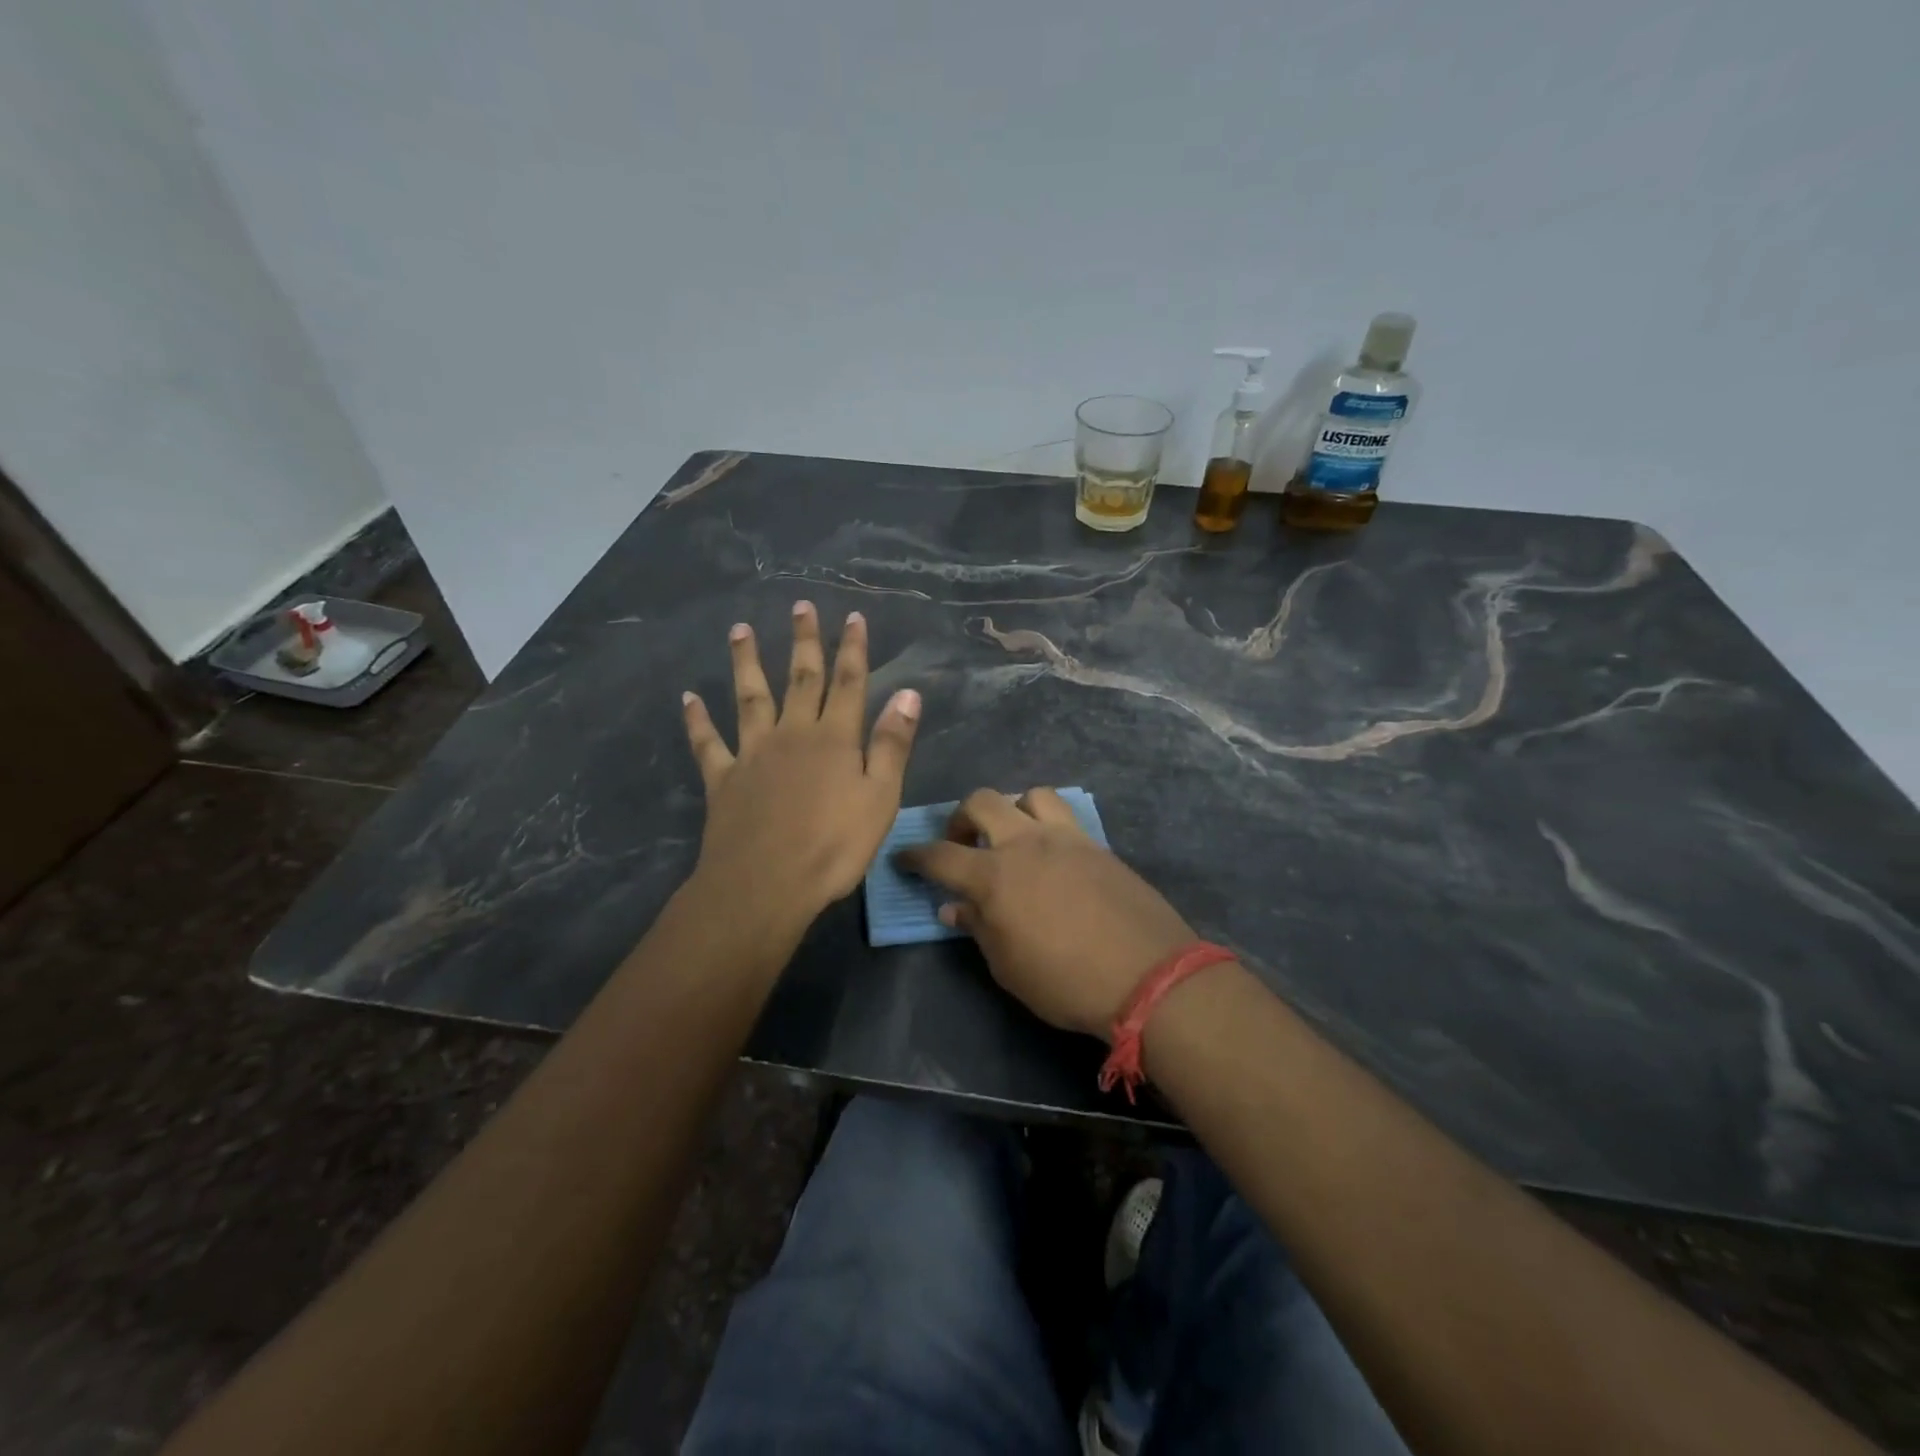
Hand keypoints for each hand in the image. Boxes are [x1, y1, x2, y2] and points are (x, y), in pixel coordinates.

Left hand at [681, 602, 920, 944]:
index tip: (853, 617)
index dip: (852, 649)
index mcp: (834, 739)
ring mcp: (753, 754)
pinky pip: (708, 743)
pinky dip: (697, 720)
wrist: (765, 885)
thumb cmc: (833, 847)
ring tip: (740, 629)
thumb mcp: (880, 798)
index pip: (848, 683)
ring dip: (746, 662)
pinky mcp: (723, 779)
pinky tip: (688, 698)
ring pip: (750, 698)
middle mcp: (792, 734)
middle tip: (801, 606)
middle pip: (800, 679)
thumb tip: (907, 693)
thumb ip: (892, 744)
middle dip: (804, 641)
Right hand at [898, 788, 1195, 1039]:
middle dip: (960, 818)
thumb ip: (977, 928)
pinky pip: (1064, 816)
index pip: (939, 855)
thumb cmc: (1065, 981)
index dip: (914, 856)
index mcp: (994, 875)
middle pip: (981, 802)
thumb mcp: (1007, 966)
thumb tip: (954, 907)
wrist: (1146, 975)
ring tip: (1013, 840)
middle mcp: (1025, 843)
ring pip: (1028, 795)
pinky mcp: (1095, 844)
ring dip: (1012, 811)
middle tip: (962, 845)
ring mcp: (1065, 838)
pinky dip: (1047, 823)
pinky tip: (1051, 854)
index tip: (903, 858)